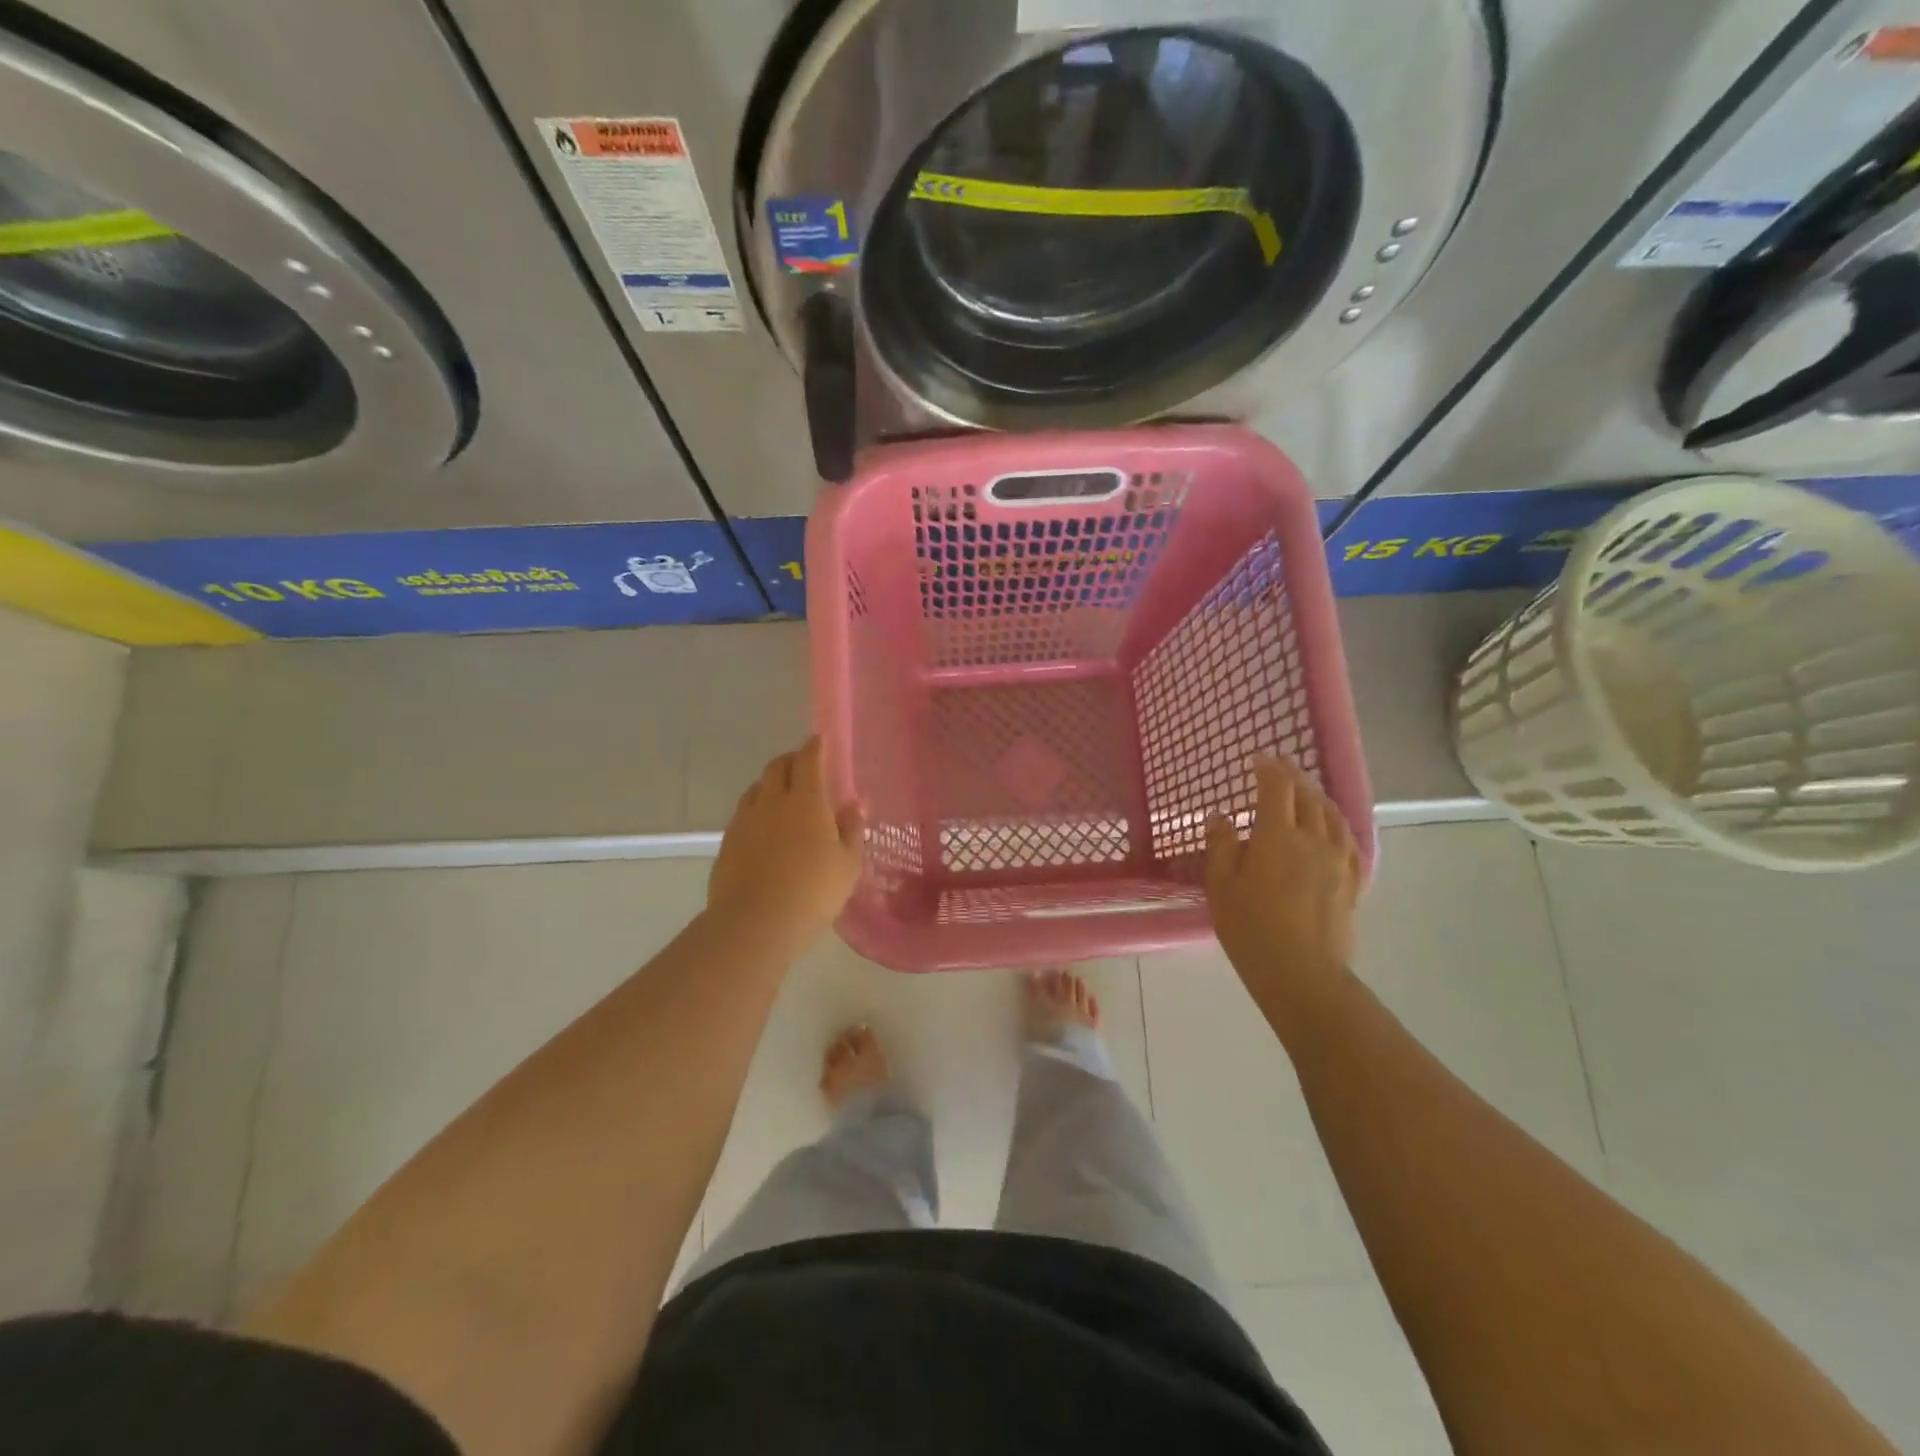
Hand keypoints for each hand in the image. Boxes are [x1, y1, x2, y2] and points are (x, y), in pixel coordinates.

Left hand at [708, 736, 865, 943]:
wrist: (755, 924)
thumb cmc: (813, 892)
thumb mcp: (848, 864)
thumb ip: (852, 829)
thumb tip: (857, 802)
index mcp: (806, 801)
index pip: (809, 760)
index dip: (815, 747)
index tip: (819, 740)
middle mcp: (772, 802)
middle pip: (777, 767)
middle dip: (791, 760)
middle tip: (803, 766)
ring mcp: (745, 821)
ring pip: (756, 789)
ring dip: (770, 784)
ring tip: (782, 796)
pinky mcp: (727, 843)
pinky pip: (743, 814)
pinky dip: (756, 810)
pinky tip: (764, 830)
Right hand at [1205, 755, 1362, 1012]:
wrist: (1302, 972)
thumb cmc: (1251, 928)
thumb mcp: (1221, 886)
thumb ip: (1221, 845)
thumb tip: (1221, 816)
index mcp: (1277, 836)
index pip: (1276, 789)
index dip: (1268, 769)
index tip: (1259, 758)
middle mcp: (1313, 839)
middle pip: (1308, 797)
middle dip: (1294, 777)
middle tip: (1282, 766)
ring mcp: (1337, 861)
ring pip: (1332, 816)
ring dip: (1318, 797)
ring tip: (1308, 790)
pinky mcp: (1351, 882)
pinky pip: (1348, 841)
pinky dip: (1338, 824)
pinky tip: (1334, 828)